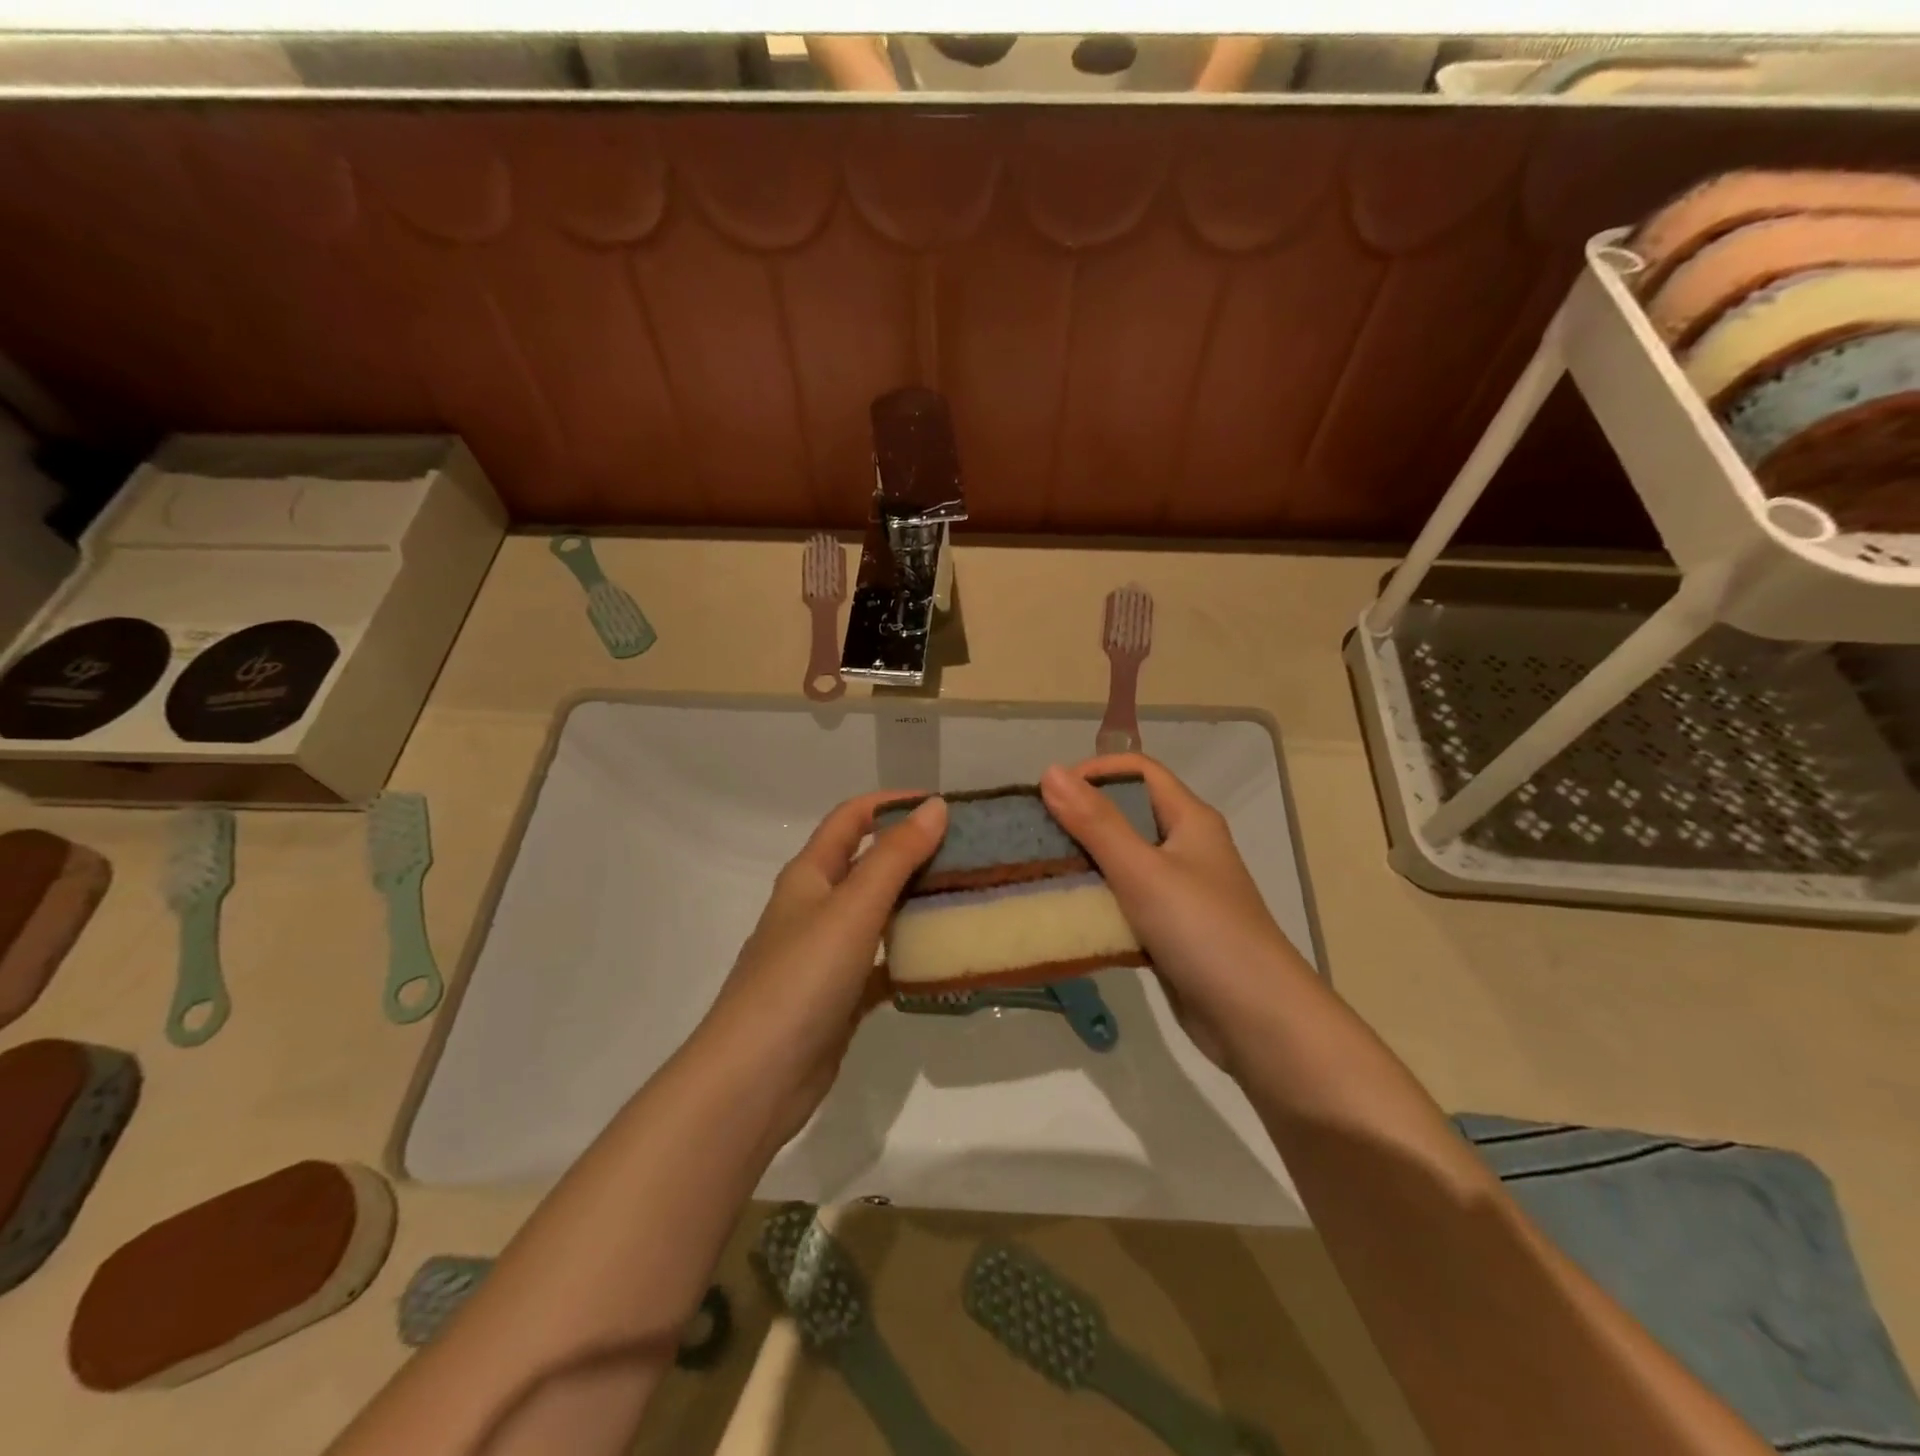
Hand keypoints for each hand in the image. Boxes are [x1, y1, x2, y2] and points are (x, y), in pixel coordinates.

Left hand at [700, 790, 946, 1146]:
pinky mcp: (840, 998)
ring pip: (879, 915)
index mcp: (810, 875)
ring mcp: (827, 955)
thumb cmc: (801, 978)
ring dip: (916, 903)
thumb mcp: (852, 908)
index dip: (892, 803)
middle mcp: (816, 907)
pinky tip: (945, 960)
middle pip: (868, 864)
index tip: (942, 804)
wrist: (755, 1079)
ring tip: (968, 897)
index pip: (851, 819)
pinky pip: (883, 965)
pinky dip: (910, 958)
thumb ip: (895, 856)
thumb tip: (934, 806)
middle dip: (914, 852)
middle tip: (970, 853)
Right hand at [1040, 754, 1308, 1072]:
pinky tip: (1064, 912)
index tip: (1049, 794)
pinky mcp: (1169, 930)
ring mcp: (1178, 891)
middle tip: (1034, 834)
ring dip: (1084, 862)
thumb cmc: (1203, 932)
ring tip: (1039, 870)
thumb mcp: (1143, 871)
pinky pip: (1125, 902)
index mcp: (1190, 819)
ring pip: (1123, 861)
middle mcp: (1186, 847)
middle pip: (1127, 814)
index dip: (1094, 772)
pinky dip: (1097, 901)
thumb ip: (1096, 823)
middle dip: (1080, 818)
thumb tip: (1049, 771)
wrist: (1258, 1021)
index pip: (1138, 771)